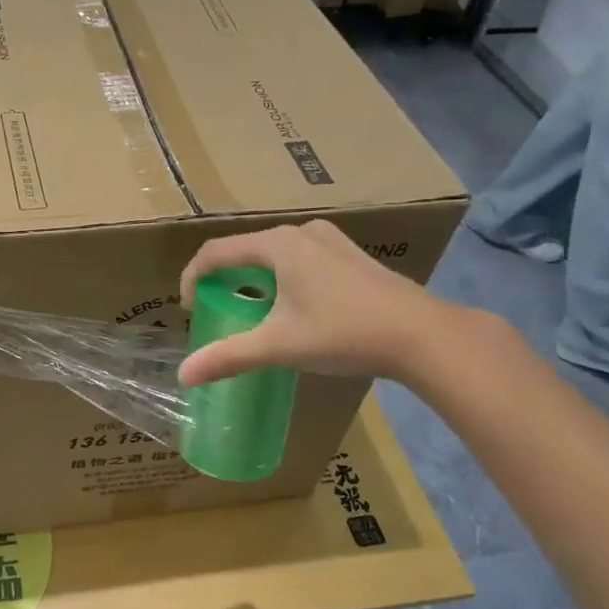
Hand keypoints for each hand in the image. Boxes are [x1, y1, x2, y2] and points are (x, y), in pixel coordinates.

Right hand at [176, 220, 462, 388]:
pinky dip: (283, 279)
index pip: (216, 252)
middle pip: (246, 250)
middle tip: (217, 309)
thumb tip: (183, 375)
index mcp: (278, 245)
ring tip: (252, 310)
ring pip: (276, 254)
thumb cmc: (344, 332)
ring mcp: (332, 242)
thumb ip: (229, 357)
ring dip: (255, 278)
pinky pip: (301, 260)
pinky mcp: (352, 257)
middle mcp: (302, 234)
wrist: (424, 335)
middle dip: (224, 278)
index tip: (187, 309)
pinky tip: (295, 308)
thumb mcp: (280, 346)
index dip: (192, 278)